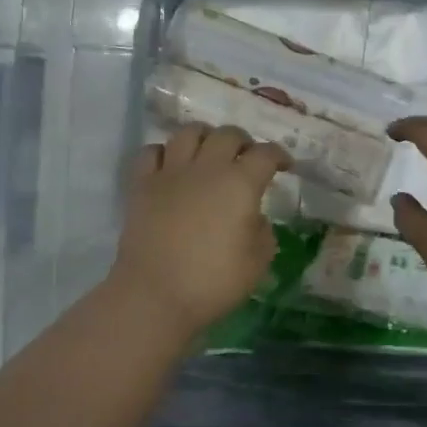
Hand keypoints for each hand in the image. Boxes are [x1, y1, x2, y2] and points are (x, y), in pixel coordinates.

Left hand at [109, 123, 291, 334]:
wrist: (155, 294)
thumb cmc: (213, 282)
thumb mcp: (258, 262)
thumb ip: (263, 232)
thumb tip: (253, 218)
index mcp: (240, 183)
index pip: (266, 154)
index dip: (279, 155)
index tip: (284, 165)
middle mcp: (207, 167)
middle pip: (228, 134)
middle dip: (243, 142)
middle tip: (246, 158)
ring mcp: (171, 172)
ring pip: (189, 132)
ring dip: (205, 137)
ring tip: (208, 153)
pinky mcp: (142, 184)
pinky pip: (151, 152)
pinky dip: (164, 153)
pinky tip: (170, 166)